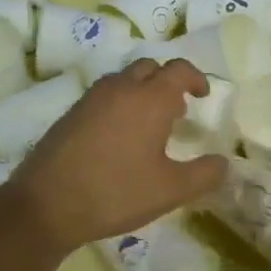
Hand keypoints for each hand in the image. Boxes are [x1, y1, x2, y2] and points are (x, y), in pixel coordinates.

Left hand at [8, 58, 228, 252]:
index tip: (203, 95)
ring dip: (142, 90)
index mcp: (150, 99)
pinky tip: (119, 136)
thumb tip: (224, 163)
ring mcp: (92, 98)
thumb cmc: (116, 192)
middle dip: (167, 81)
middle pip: (150, 68)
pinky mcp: (72, 112)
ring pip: (124, 79)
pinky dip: (120, 102)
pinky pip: (104, 94)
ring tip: (149, 123)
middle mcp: (121, 88)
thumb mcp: (170, 190)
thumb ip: (204, 174)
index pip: (179, 70)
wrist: (46, 203)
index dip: (195, 78)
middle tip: (177, 109)